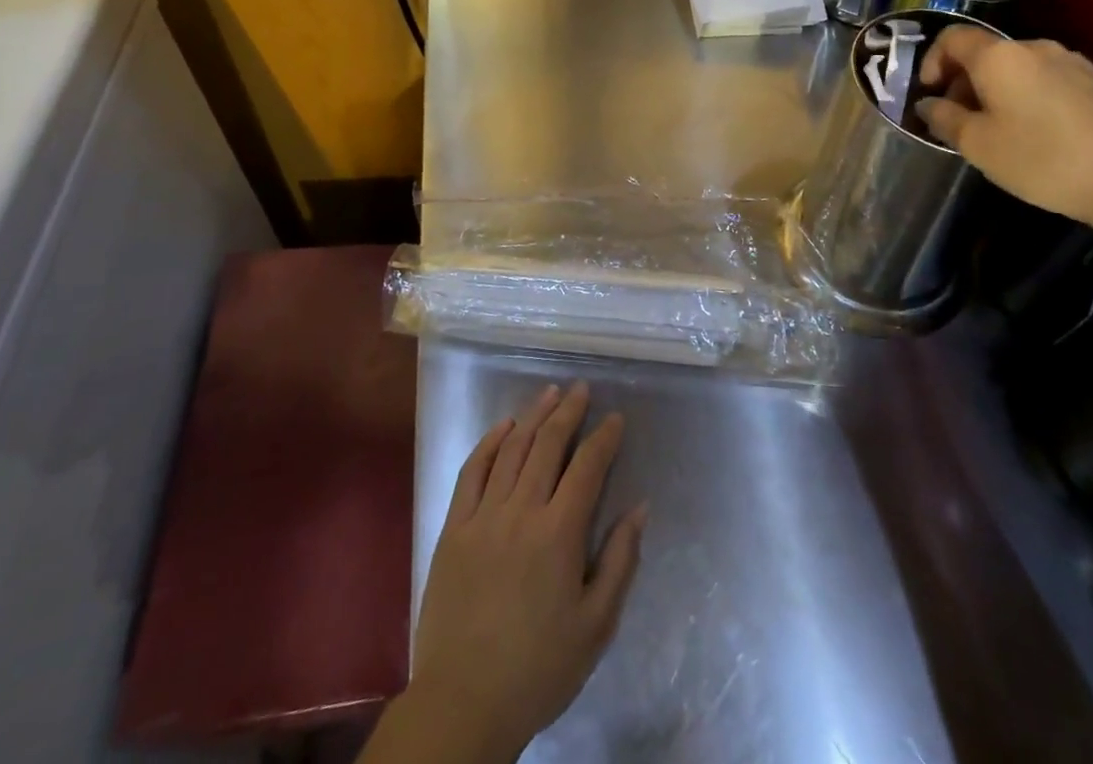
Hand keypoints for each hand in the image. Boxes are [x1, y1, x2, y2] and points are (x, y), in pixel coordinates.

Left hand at [402, 382, 646, 760]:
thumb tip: (639, 507)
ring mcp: (483, 516)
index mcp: (559, 534)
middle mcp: (521, 511)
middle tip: (582, 389)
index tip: (616, 418)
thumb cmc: (539, 668)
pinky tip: (503, 427)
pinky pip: (471, 471)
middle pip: (548, 445)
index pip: (587, 467)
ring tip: (550, 393)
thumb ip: (620, 561)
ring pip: (511, 449)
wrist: (464, 702)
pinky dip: (489, 443)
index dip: (604, 438)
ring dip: (533, 416)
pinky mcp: (453, 528)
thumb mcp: (596, 625)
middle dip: (569, 412)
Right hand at [914, 24, 1092, 230]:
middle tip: (957, 120)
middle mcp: (1034, 48)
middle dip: (962, 81)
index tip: (929, 95)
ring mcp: (1071, 63)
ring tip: (995, 130)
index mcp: (1000, 56)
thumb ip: (944, 118)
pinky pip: (1044, 79)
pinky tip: (1034, 133)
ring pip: (1016, 68)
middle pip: (985, 53)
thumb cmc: (1042, 159)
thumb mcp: (978, 145)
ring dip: (994, 90)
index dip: (931, 61)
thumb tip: (928, 104)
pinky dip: (1025, 96)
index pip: (952, 38)